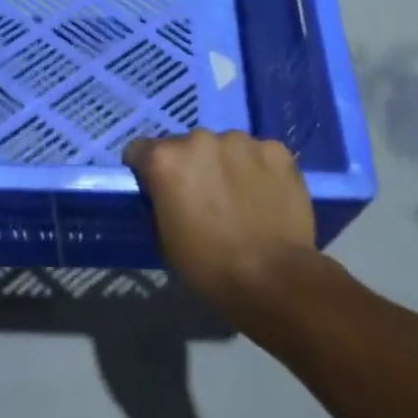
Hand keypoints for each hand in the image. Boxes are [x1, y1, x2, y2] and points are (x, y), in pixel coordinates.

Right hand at [123, 129, 315, 319]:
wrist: (273, 279)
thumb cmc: (208, 265)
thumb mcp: (163, 237)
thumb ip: (160, 201)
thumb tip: (166, 193)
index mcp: (165, 159)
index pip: (141, 150)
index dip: (147, 170)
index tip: (158, 190)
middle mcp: (199, 138)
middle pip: (187, 145)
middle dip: (192, 166)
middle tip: (205, 197)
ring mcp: (241, 141)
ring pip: (226, 146)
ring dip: (226, 164)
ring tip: (240, 197)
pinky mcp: (276, 150)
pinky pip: (260, 153)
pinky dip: (259, 169)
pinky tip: (267, 196)